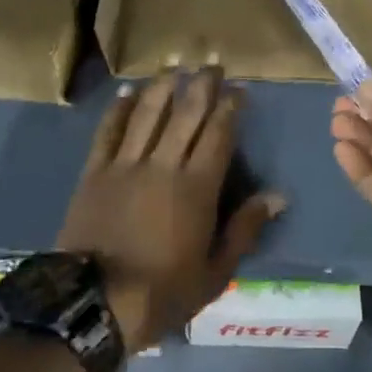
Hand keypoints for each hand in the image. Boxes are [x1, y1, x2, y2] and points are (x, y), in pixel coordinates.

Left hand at [57, 68, 284, 352]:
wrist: (94, 306)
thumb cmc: (162, 292)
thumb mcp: (215, 272)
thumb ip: (245, 229)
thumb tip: (277, 196)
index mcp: (196, 187)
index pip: (218, 133)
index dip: (230, 107)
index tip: (238, 89)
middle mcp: (163, 165)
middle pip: (185, 113)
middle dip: (202, 85)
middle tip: (212, 65)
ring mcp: (125, 165)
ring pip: (148, 113)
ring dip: (164, 86)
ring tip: (175, 66)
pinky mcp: (95, 172)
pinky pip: (109, 131)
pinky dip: (120, 108)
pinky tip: (129, 91)